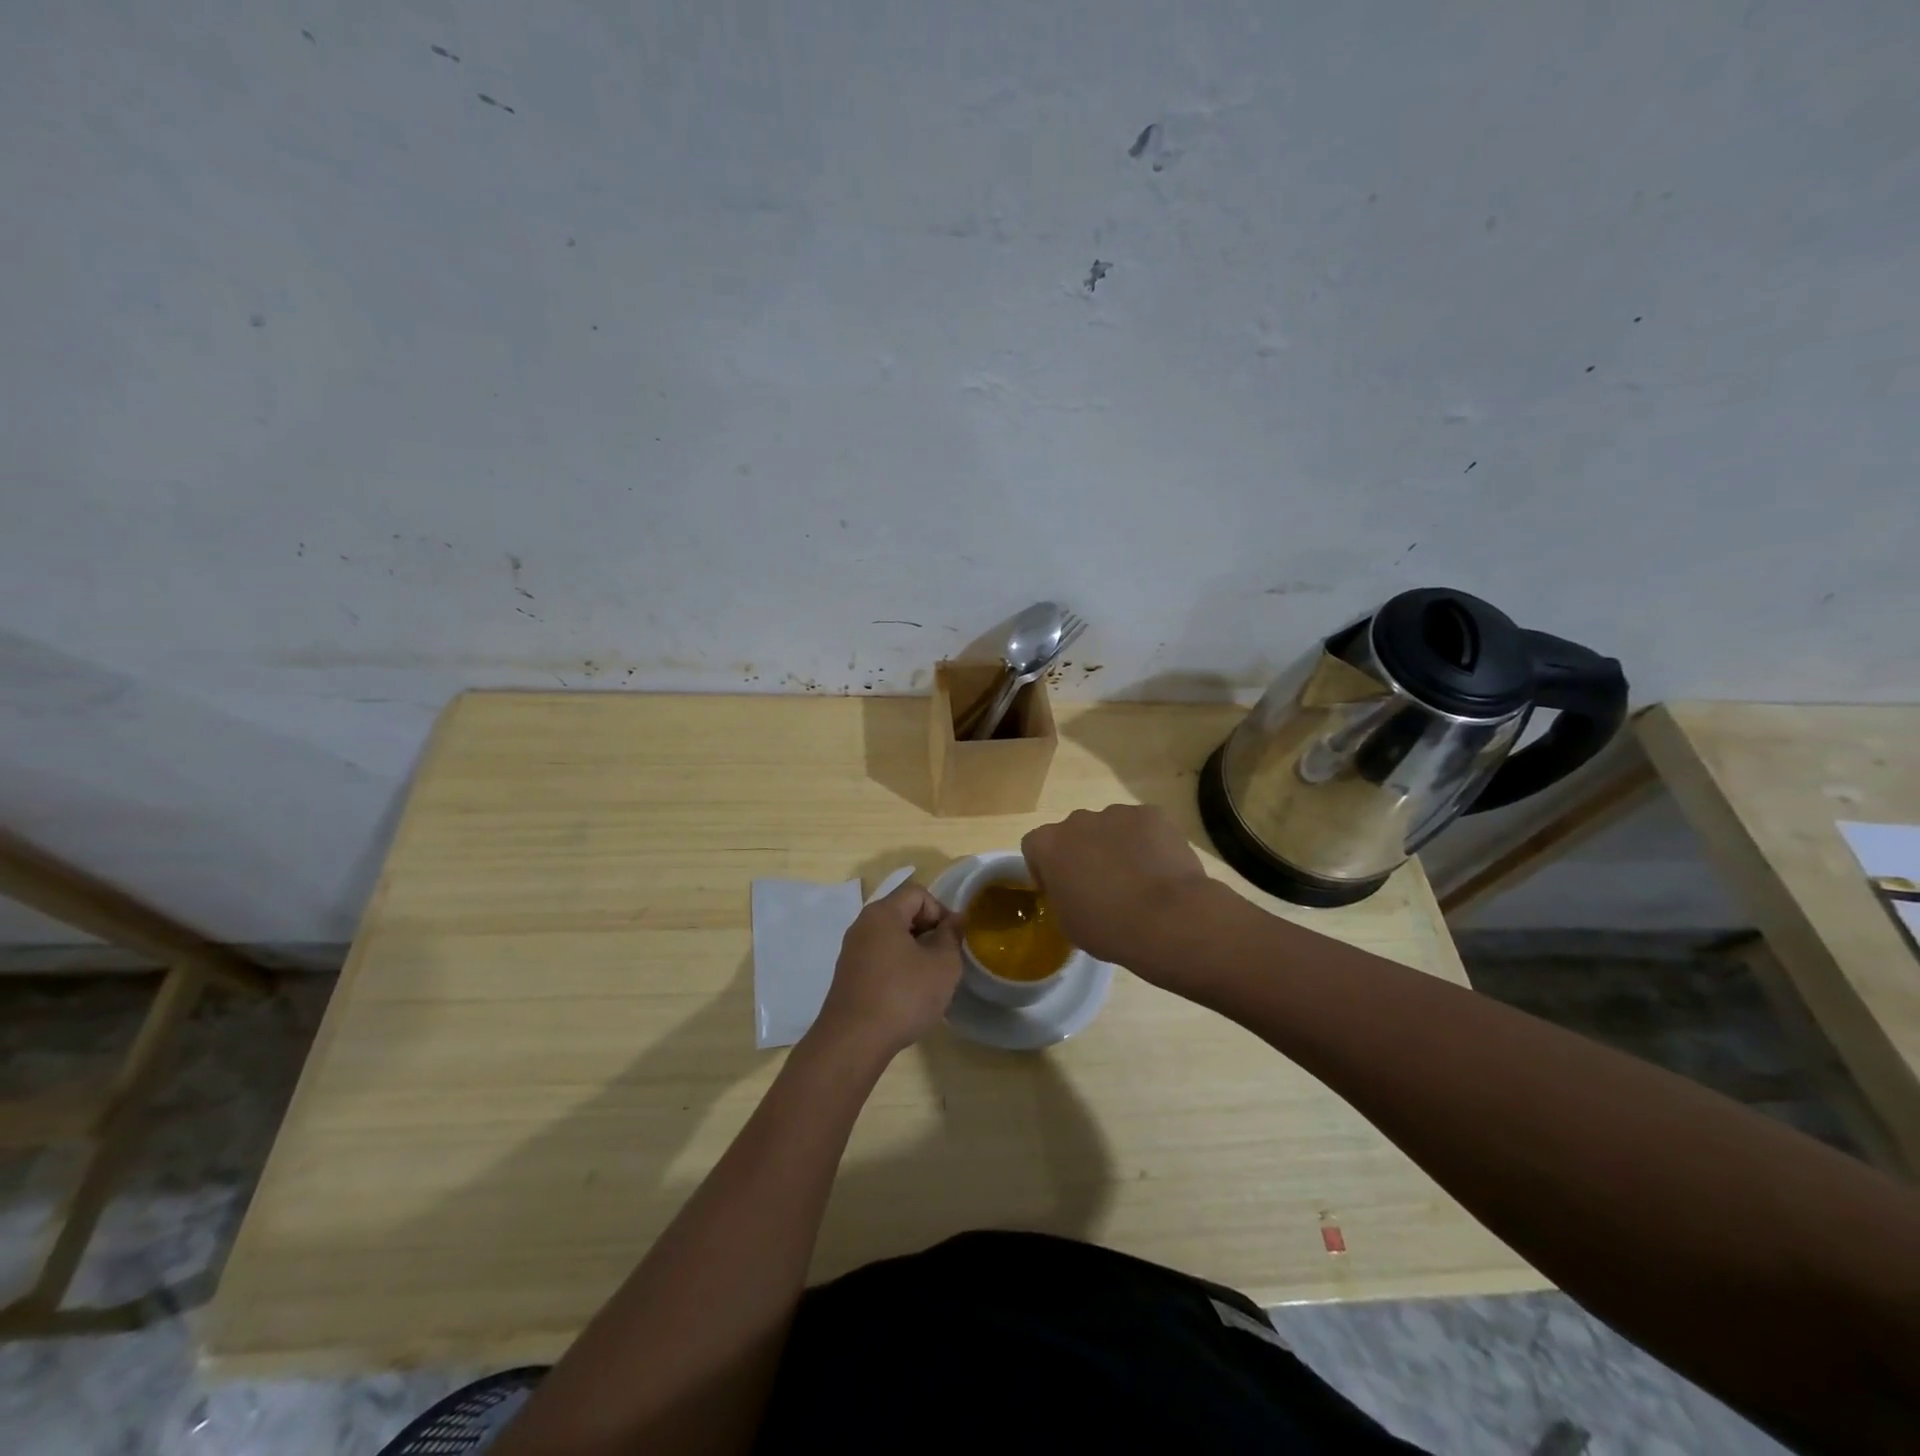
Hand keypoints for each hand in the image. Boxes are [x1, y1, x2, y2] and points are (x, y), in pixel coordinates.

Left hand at [811, 882, 964, 1060]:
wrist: (853, 1042)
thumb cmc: (903, 996)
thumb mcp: (942, 965)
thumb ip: (952, 936)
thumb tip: (956, 919)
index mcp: (883, 913)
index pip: (918, 893)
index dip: (941, 911)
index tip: (953, 940)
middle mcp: (862, 925)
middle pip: (903, 912)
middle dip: (928, 931)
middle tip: (944, 960)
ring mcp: (852, 951)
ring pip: (891, 937)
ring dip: (914, 952)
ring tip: (928, 980)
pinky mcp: (848, 976)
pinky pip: (879, 958)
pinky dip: (897, 968)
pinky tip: (907, 995)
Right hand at [1021, 804, 1210, 968]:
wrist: (1169, 919)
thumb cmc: (1108, 928)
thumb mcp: (1067, 923)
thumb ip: (1061, 895)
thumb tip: (1072, 889)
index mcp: (1049, 845)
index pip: (1034, 845)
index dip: (1045, 867)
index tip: (1060, 889)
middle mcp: (1078, 820)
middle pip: (1074, 832)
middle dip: (1083, 852)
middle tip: (1101, 885)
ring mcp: (1118, 813)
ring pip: (1110, 827)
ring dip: (1116, 846)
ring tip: (1137, 880)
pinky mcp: (1153, 814)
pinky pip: (1143, 826)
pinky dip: (1148, 842)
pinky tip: (1160, 870)